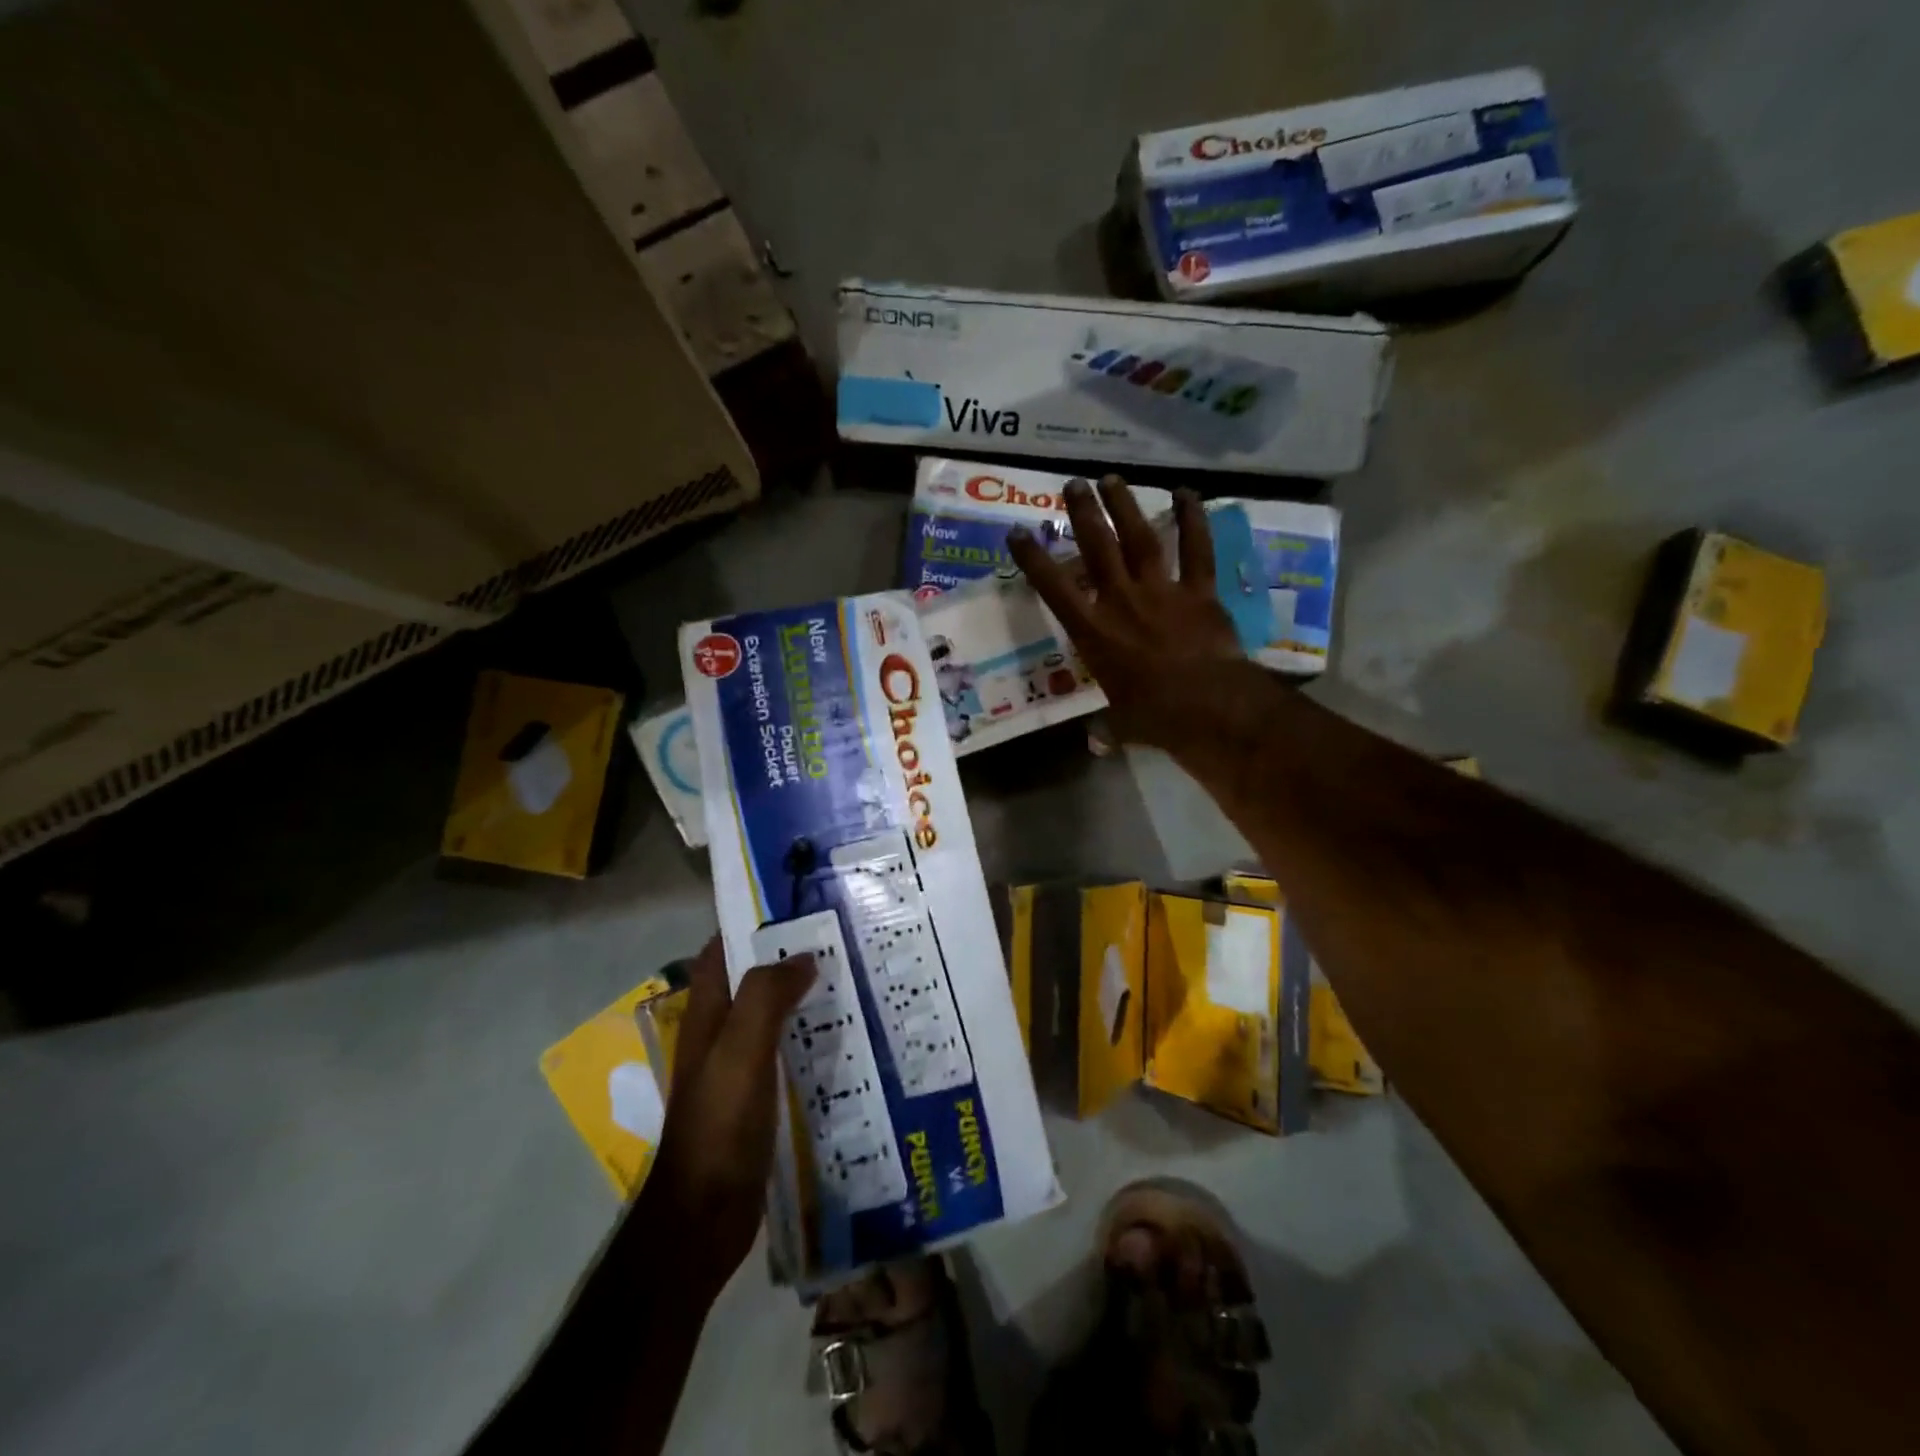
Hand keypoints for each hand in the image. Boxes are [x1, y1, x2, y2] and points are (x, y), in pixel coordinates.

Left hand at [639, 936, 814, 1301]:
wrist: (704, 1217)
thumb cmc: (719, 1125)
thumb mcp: (741, 1051)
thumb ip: (766, 998)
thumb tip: (802, 957)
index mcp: (708, 1015)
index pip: (722, 950)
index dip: (752, 924)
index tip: (798, 907)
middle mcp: (720, 1034)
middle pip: (752, 980)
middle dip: (789, 957)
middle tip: (841, 940)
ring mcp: (738, 1068)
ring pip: (772, 1015)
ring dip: (804, 996)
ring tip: (853, 979)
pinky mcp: (757, 1098)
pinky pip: (786, 1051)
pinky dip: (810, 1036)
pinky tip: (845, 1039)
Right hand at [1006, 476, 1259, 756]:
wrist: (1209, 707)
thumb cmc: (1155, 717)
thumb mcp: (1120, 724)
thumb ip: (1105, 729)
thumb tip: (1095, 745)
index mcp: (1093, 633)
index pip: (1054, 589)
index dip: (1033, 559)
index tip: (1018, 533)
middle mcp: (1121, 602)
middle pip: (1097, 548)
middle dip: (1083, 514)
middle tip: (1072, 484)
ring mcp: (1162, 591)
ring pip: (1140, 538)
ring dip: (1125, 506)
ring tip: (1112, 478)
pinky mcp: (1199, 591)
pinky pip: (1196, 549)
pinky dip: (1193, 519)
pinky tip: (1186, 492)